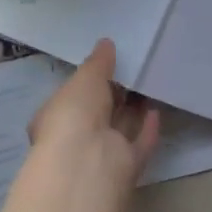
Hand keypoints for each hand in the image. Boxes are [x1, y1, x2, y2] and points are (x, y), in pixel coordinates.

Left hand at [28, 39, 160, 191]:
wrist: (88, 163)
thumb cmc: (75, 114)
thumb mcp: (85, 78)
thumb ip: (98, 62)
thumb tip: (106, 43)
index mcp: (55, 119)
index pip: (72, 98)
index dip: (89, 82)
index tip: (109, 64)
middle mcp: (75, 140)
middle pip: (98, 114)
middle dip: (114, 95)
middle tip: (134, 70)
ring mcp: (101, 156)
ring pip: (120, 129)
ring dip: (133, 110)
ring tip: (149, 84)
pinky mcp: (126, 168)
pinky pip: (139, 144)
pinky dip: (148, 129)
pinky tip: (157, 110)